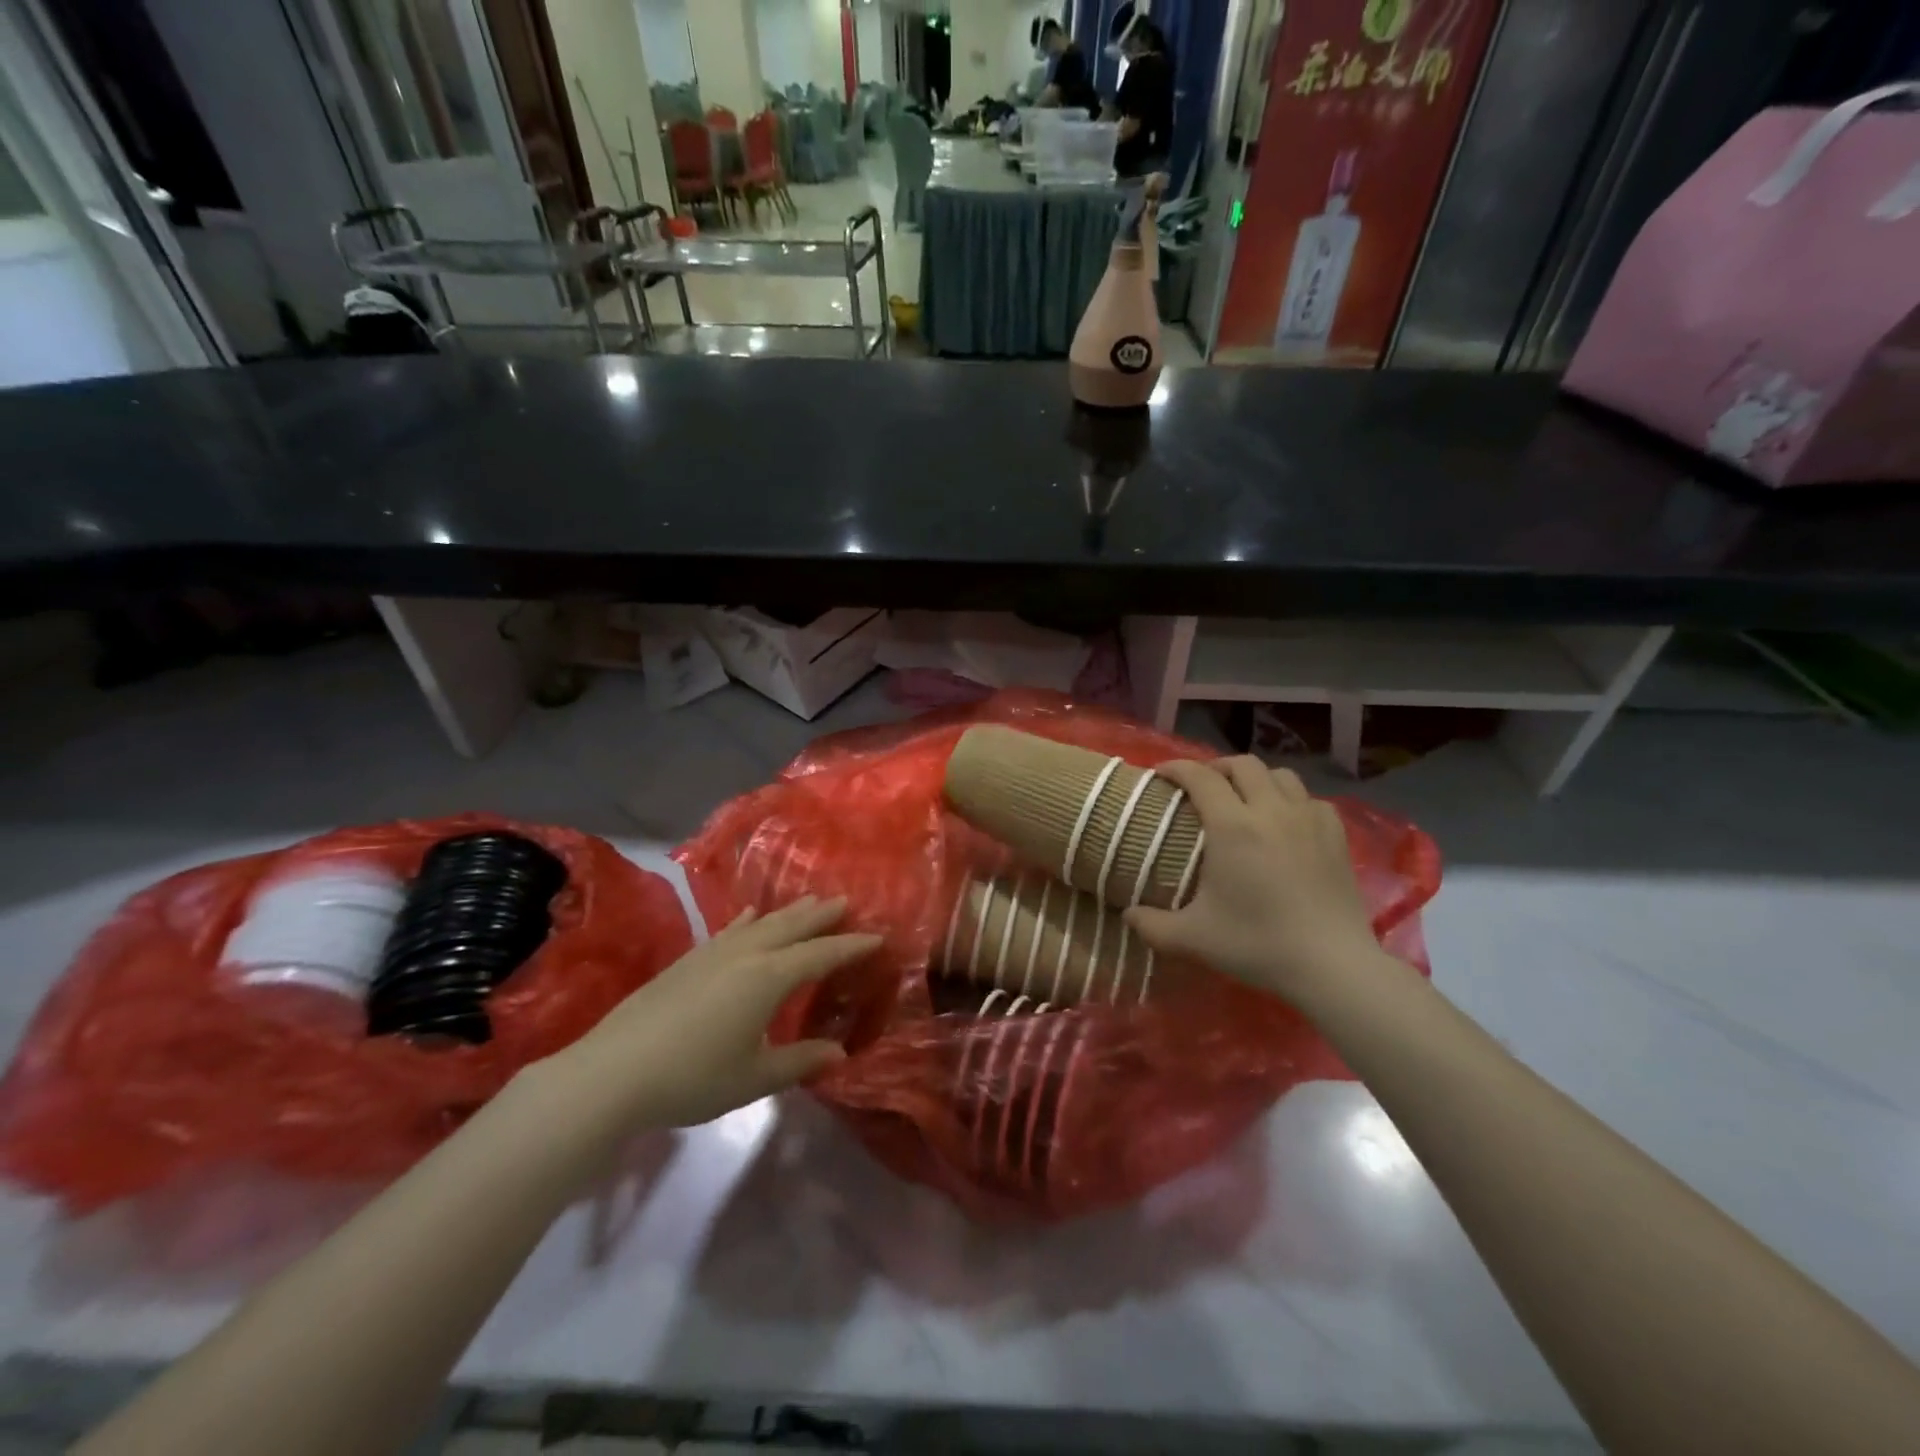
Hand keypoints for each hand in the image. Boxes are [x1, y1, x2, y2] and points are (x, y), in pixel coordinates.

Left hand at [555, 896, 879, 1131]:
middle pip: (794, 926)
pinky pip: (731, 928)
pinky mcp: (689, 959)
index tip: (877, 935)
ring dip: (790, 911)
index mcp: (770, 978)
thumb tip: (839, 1054)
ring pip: (763, 922)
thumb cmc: (693, 1077)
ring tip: (810, 900)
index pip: (822, 955)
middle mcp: (748, 954)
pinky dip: (748, 919)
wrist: (614, 1071)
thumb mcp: (754, 1078)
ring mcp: (715, 952)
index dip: (851, 946)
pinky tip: (751, 914)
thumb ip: (799, 1062)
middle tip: (847, 900)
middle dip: (823, 914)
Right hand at [1123, 758, 1385, 1006]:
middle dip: (1216, 767)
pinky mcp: (1336, 835)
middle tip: (1201, 786)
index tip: (1161, 774)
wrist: (1332, 965)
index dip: (1176, 768)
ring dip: (1256, 778)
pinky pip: (1309, 799)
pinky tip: (1285, 821)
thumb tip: (1127, 915)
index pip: (1200, 777)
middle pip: (1242, 765)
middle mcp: (1271, 810)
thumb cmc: (1258, 944)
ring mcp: (1308, 819)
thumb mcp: (1193, 938)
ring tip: (1244, 798)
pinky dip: (1291, 800)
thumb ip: (1152, 925)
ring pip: (1280, 774)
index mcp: (1232, 826)